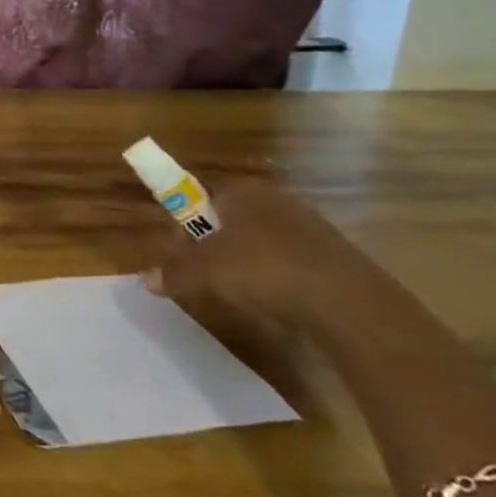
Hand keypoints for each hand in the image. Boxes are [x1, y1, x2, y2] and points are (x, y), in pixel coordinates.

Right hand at [144, 179, 380, 332]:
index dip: (187, 224)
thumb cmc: (264, 270)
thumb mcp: (204, 273)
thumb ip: (173, 272)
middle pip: (233, 219)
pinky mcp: (338, 257)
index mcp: (241, 190)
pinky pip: (294, 263)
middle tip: (208, 276)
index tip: (182, 252)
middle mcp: (275, 199)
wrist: (351, 305)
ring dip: (250, 264)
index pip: (202, 197)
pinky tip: (281, 303)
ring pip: (264, 242)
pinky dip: (282, 280)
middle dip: (217, 245)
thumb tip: (144, 278)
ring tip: (245, 294)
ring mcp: (312, 226)